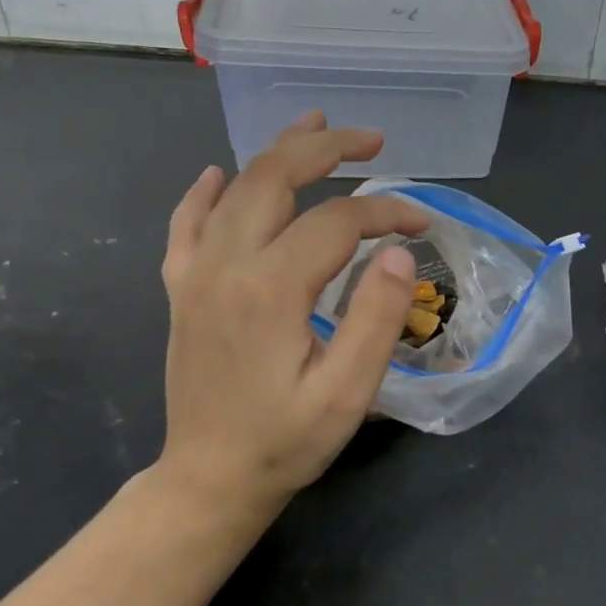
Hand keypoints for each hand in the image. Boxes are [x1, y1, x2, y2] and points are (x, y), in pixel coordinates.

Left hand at [156, 112, 428, 519]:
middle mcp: (227, 265)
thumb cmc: (286, 440)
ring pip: (235, 190)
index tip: (422, 222)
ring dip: (277, 152)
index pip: (338, 221)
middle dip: (328, 150)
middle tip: (372, 140)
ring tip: (314, 126)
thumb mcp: (348, 392)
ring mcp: (196, 274)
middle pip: (276, 179)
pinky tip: (218, 173)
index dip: (386, 212)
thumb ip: (376, 317)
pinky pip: (187, 224)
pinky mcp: (183, 290)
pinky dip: (205, 192)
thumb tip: (396, 251)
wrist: (209, 479)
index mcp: (271, 288)